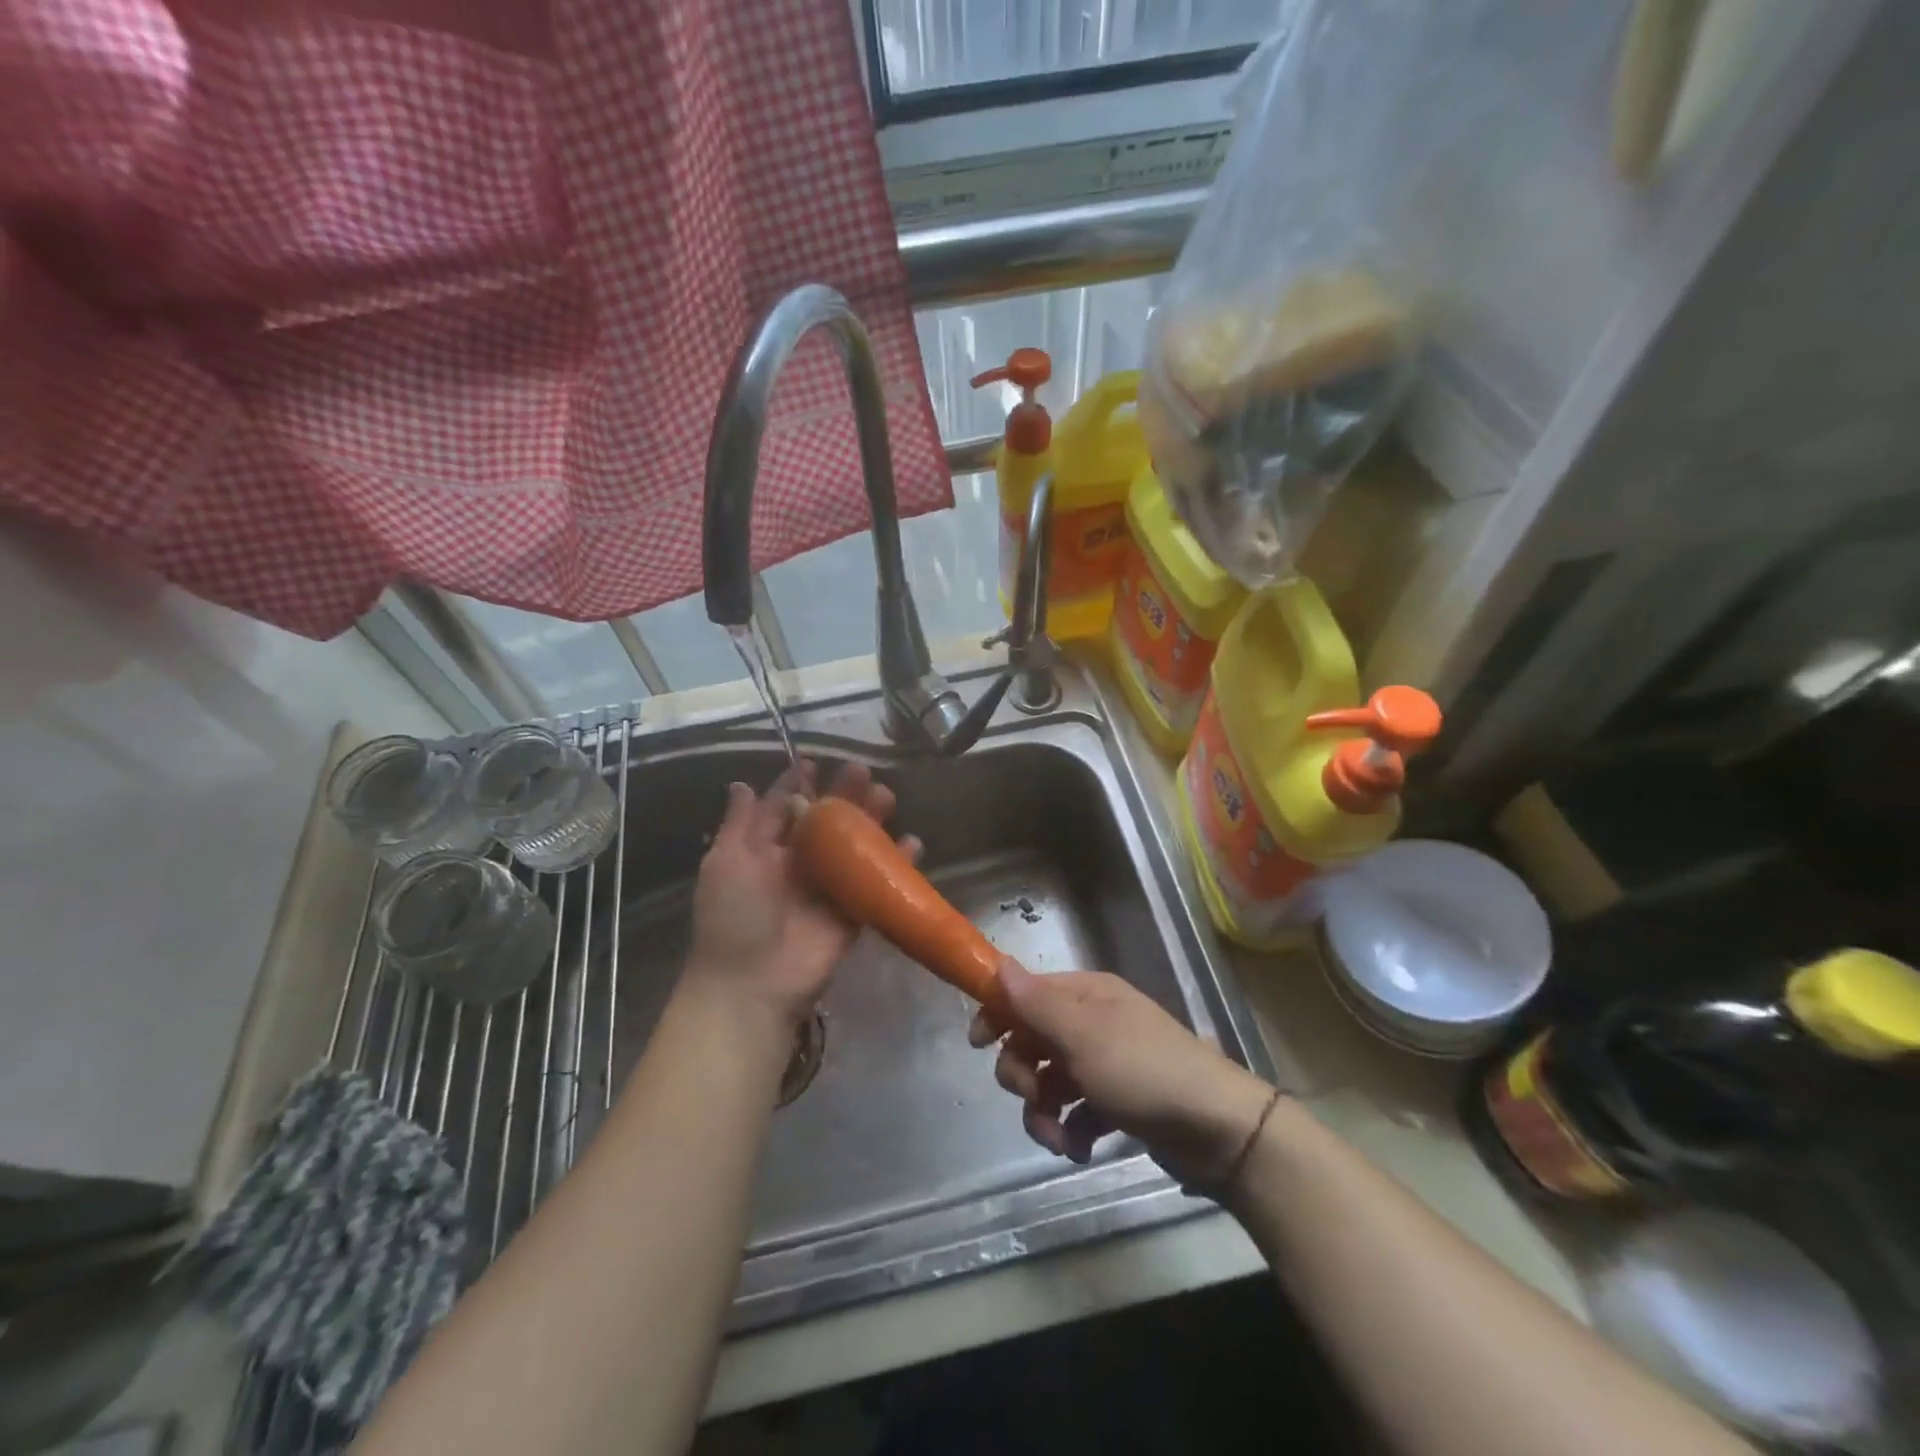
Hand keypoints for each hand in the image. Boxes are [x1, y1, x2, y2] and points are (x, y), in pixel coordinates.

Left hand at [687, 760, 916, 1030]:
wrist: (753, 984)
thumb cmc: (734, 916)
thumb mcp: (725, 862)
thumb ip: (739, 823)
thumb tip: (741, 783)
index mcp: (765, 850)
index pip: (784, 808)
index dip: (798, 784)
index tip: (815, 762)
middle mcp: (798, 863)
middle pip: (826, 822)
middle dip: (843, 795)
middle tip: (861, 772)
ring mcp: (828, 887)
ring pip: (855, 846)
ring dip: (872, 820)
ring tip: (887, 796)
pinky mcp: (853, 913)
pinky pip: (878, 882)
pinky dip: (897, 863)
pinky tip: (912, 842)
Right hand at [969, 960, 1276, 1187]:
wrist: (1218, 1130)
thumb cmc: (1143, 1071)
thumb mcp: (1083, 1035)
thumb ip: (1036, 1004)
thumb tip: (999, 964)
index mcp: (1086, 995)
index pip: (1027, 993)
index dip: (999, 1014)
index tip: (978, 1044)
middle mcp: (1093, 1022)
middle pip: (1033, 1040)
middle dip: (1023, 1074)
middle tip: (1032, 1097)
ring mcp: (1106, 1064)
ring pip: (1050, 1082)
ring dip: (1044, 1113)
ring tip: (1058, 1139)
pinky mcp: (1118, 1103)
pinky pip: (1076, 1112)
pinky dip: (1071, 1131)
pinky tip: (1080, 1150)